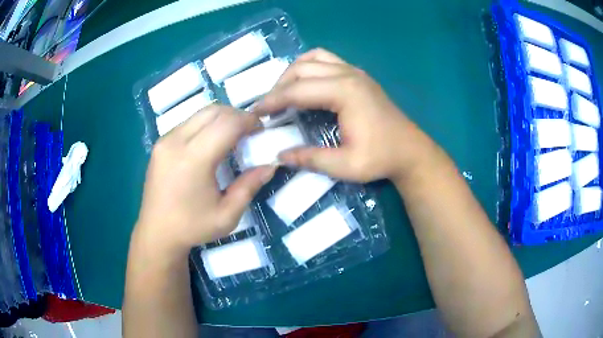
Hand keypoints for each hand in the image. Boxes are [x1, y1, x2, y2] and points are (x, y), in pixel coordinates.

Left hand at [134, 104, 274, 255]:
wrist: (156, 232)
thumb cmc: (192, 227)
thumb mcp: (227, 215)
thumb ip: (249, 186)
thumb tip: (270, 165)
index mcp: (193, 160)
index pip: (227, 123)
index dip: (248, 121)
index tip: (261, 129)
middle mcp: (176, 142)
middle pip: (213, 111)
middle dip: (237, 115)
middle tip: (249, 131)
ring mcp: (165, 140)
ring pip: (200, 113)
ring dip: (221, 118)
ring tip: (232, 136)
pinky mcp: (160, 143)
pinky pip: (188, 123)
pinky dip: (206, 125)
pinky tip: (211, 143)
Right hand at [253, 48, 435, 182]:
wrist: (410, 151)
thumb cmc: (380, 158)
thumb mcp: (344, 165)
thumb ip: (310, 158)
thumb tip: (279, 155)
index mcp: (344, 93)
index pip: (297, 90)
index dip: (272, 101)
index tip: (255, 113)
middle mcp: (348, 74)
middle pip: (301, 69)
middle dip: (278, 87)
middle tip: (268, 108)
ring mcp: (354, 71)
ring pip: (313, 58)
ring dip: (293, 72)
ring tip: (283, 92)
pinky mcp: (358, 75)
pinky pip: (326, 59)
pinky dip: (310, 66)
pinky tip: (306, 83)